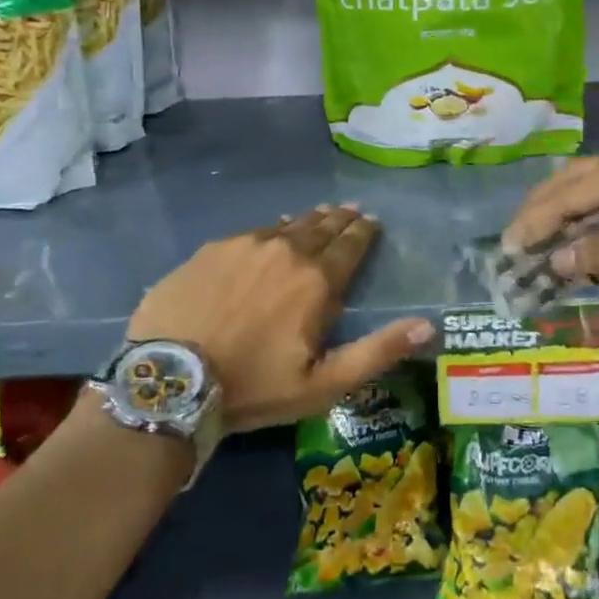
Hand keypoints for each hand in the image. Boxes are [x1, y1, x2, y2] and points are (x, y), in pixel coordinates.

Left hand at [126, 205, 431, 431]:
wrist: (170, 380)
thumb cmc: (253, 387)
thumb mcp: (324, 384)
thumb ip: (378, 351)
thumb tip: (428, 324)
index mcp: (316, 280)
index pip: (350, 245)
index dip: (364, 232)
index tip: (372, 221)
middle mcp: (286, 250)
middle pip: (321, 227)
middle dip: (340, 219)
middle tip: (351, 211)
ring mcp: (245, 245)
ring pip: (287, 226)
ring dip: (307, 221)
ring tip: (319, 215)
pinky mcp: (212, 250)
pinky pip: (252, 233)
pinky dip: (270, 231)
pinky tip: (270, 234)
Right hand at [505, 143, 598, 298]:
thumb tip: (556, 258)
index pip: (570, 192)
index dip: (537, 220)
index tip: (509, 247)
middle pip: (577, 180)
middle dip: (543, 208)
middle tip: (515, 237)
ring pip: (596, 190)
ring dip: (566, 213)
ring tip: (537, 237)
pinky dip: (593, 221)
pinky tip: (580, 239)